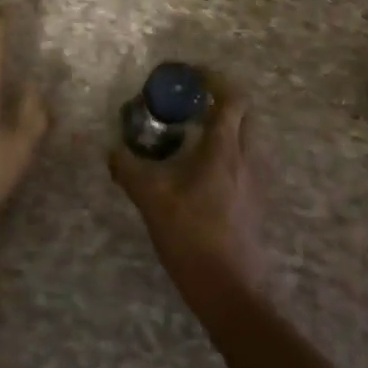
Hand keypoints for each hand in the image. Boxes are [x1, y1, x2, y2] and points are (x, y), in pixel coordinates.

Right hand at [110, 94, 266, 306]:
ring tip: (187, 136)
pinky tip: (197, 173)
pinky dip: (224, 152)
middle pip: (243, 112)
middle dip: (218, 100)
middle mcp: (247, 157)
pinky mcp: (254, 201)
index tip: (187, 75)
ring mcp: (255, 181)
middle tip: (186, 104)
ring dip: (222, 127)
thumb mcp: (151, 199)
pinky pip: (243, 161)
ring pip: (245, 137)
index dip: (213, 78)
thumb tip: (112, 150)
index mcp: (225, 148)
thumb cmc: (193, 236)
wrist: (232, 292)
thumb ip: (129, 169)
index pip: (233, 96)